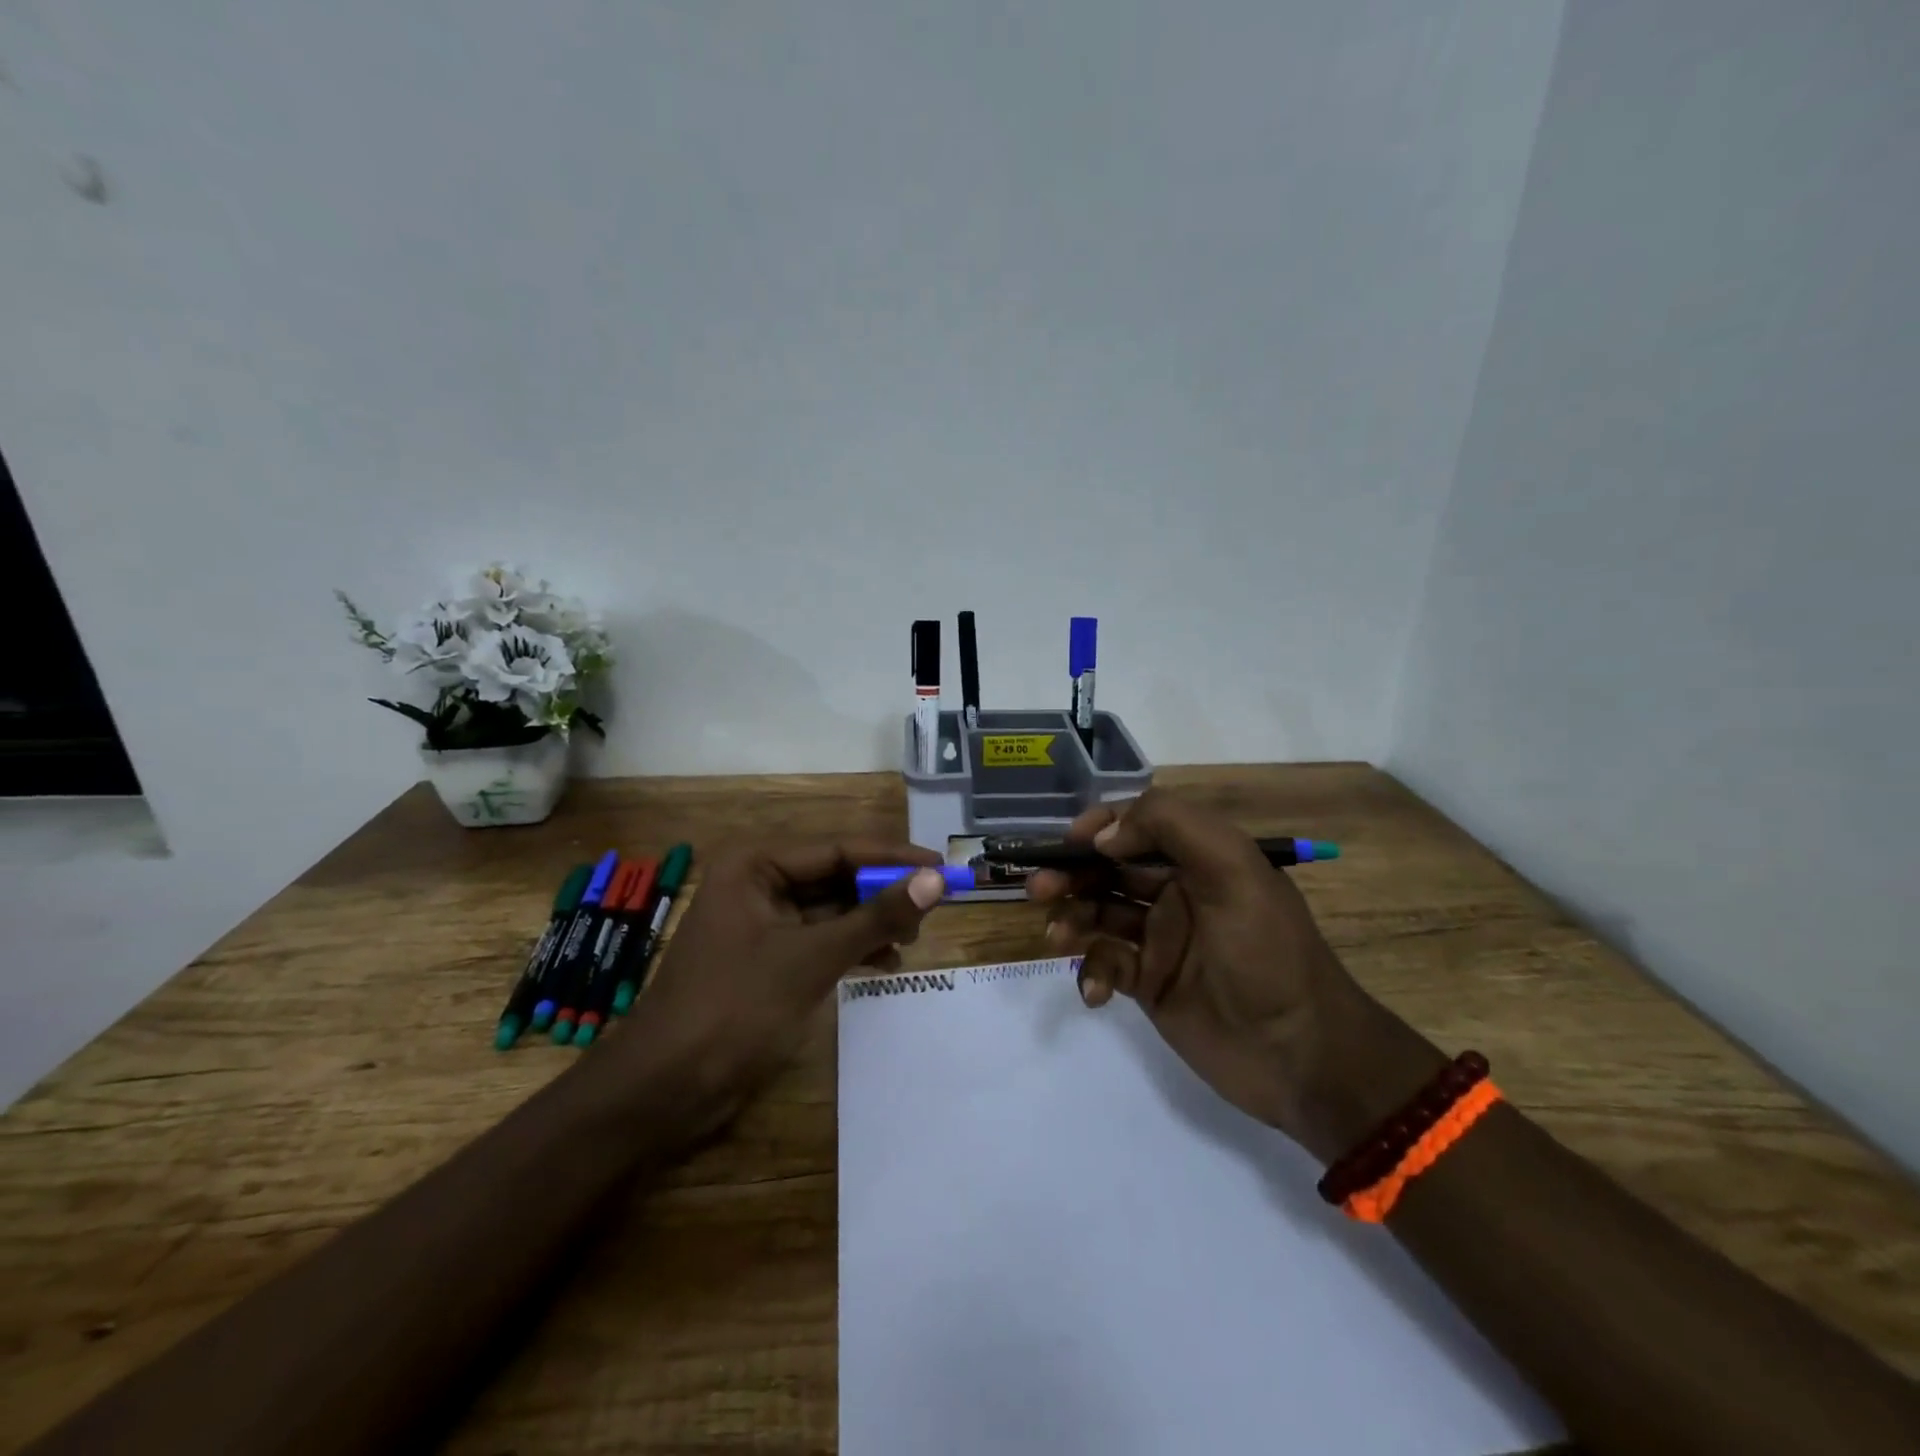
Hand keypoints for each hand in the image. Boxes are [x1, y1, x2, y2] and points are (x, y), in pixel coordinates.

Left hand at [615, 840, 947, 1131]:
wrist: (664, 1090)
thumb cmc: (735, 1008)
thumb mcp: (812, 958)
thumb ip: (877, 917)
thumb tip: (936, 880)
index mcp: (755, 865)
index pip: (838, 849)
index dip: (893, 858)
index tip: (942, 866)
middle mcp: (756, 883)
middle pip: (835, 877)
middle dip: (882, 893)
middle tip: (932, 908)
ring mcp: (760, 923)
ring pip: (830, 910)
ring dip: (870, 922)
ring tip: (913, 938)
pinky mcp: (765, 959)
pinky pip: (818, 940)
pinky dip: (851, 948)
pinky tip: (885, 962)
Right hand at [1028, 790, 1444, 1163]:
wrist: (1302, 1056)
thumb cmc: (1267, 954)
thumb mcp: (1234, 871)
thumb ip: (1171, 827)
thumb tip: (1103, 835)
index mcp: (1200, 859)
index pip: (1138, 824)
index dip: (1099, 825)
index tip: (1068, 842)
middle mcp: (1176, 893)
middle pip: (1108, 869)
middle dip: (1070, 873)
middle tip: (1039, 889)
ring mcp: (1160, 940)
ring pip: (1098, 914)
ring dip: (1072, 918)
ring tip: (1058, 936)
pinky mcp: (1149, 985)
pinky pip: (1105, 966)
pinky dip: (1092, 973)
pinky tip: (1096, 992)